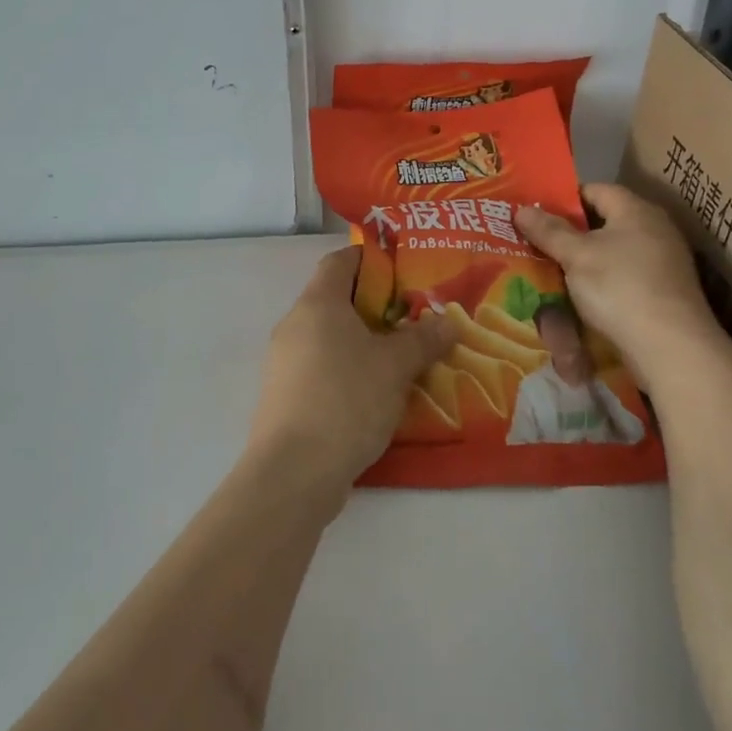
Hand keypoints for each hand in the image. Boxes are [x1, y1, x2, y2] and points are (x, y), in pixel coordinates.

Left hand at [247, 247, 457, 502]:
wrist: (293, 472)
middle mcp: (294, 324)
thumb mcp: (395, 367)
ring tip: (401, 357)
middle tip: (414, 317)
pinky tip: (375, 392)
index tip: (403, 268)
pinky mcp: (284, 395)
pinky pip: (320, 367)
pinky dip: (347, 369)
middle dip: (375, 305)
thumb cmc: (346, 400)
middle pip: (336, 299)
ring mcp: (284, 361)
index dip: (371, 258)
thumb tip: (448, 322)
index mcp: (318, 303)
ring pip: (329, 337)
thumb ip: (423, 339)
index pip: (340, 261)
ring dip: (362, 341)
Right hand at [516, 184, 722, 377]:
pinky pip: (624, 277)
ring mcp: (663, 262)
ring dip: (585, 261)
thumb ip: (549, 231)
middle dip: (571, 233)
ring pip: (613, 252)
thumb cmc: (620, 287)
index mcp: (636, 210)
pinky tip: (581, 296)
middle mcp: (654, 229)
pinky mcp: (664, 292)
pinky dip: (602, 282)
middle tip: (537, 242)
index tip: (536, 213)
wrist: (671, 348)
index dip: (564, 199)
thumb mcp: (576, 256)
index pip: (595, 189)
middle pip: (604, 222)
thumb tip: (522, 209)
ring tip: (552, 270)